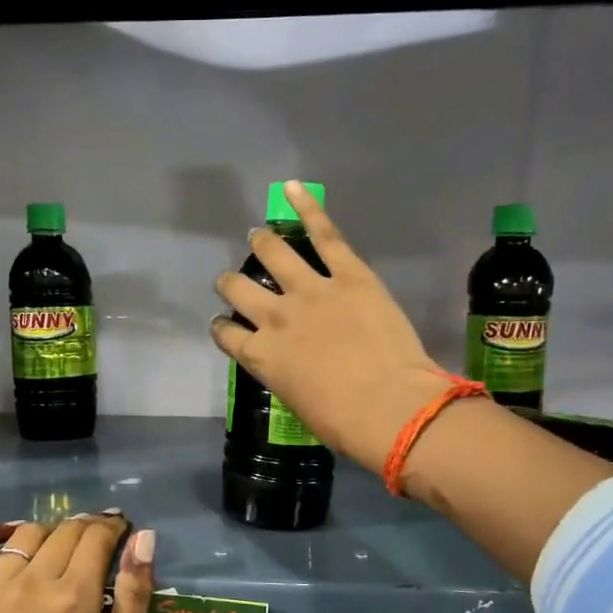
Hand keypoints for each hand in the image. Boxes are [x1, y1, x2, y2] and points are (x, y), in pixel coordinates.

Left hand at [0, 515, 155, 612]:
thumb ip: (135, 594)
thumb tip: (144, 538)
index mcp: (75, 598)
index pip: (96, 537)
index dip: (113, 527)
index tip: (121, 530)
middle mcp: (33, 584)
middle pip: (65, 532)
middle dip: (87, 527)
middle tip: (98, 540)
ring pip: (26, 536)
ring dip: (49, 533)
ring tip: (60, 548)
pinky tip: (4, 538)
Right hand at [211, 181, 448, 475]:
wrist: (389, 407)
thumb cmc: (344, 423)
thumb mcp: (299, 403)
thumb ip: (286, 374)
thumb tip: (294, 365)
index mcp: (261, 356)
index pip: (225, 333)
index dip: (222, 326)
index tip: (226, 324)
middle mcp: (274, 317)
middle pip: (237, 288)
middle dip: (231, 282)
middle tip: (237, 280)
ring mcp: (310, 290)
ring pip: (272, 252)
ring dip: (261, 243)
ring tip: (260, 237)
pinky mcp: (348, 273)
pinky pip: (323, 233)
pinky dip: (306, 208)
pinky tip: (291, 189)